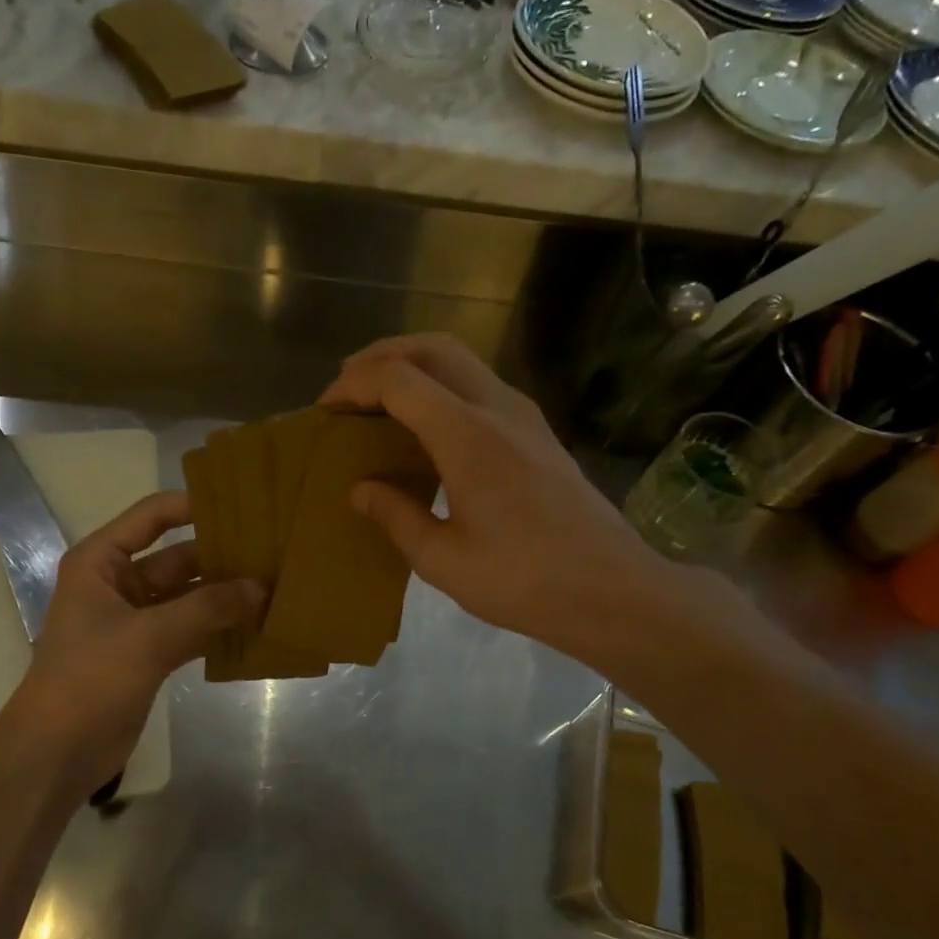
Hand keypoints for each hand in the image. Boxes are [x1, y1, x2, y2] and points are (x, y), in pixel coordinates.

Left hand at [12, 492, 260, 789]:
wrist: (57, 753)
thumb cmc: (90, 679)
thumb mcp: (150, 637)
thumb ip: (208, 608)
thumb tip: (262, 586)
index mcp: (102, 562)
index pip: (152, 517)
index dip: (194, 506)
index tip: (244, 505)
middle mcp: (118, 583)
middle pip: (177, 558)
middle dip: (221, 557)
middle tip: (274, 551)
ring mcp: (136, 620)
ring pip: (188, 596)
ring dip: (225, 595)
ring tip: (275, 585)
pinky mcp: (149, 653)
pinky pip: (191, 629)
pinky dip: (218, 628)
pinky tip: (257, 626)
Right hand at [319, 334, 678, 667]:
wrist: (612, 591)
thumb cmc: (524, 581)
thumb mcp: (443, 560)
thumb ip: (395, 516)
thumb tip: (360, 490)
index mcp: (467, 436)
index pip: (398, 379)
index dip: (354, 384)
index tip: (326, 409)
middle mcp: (498, 408)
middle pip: (433, 347)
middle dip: (382, 355)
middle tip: (348, 387)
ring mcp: (525, 415)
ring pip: (461, 360)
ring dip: (415, 366)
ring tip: (380, 401)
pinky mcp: (539, 431)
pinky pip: (480, 385)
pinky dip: (442, 386)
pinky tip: (428, 427)